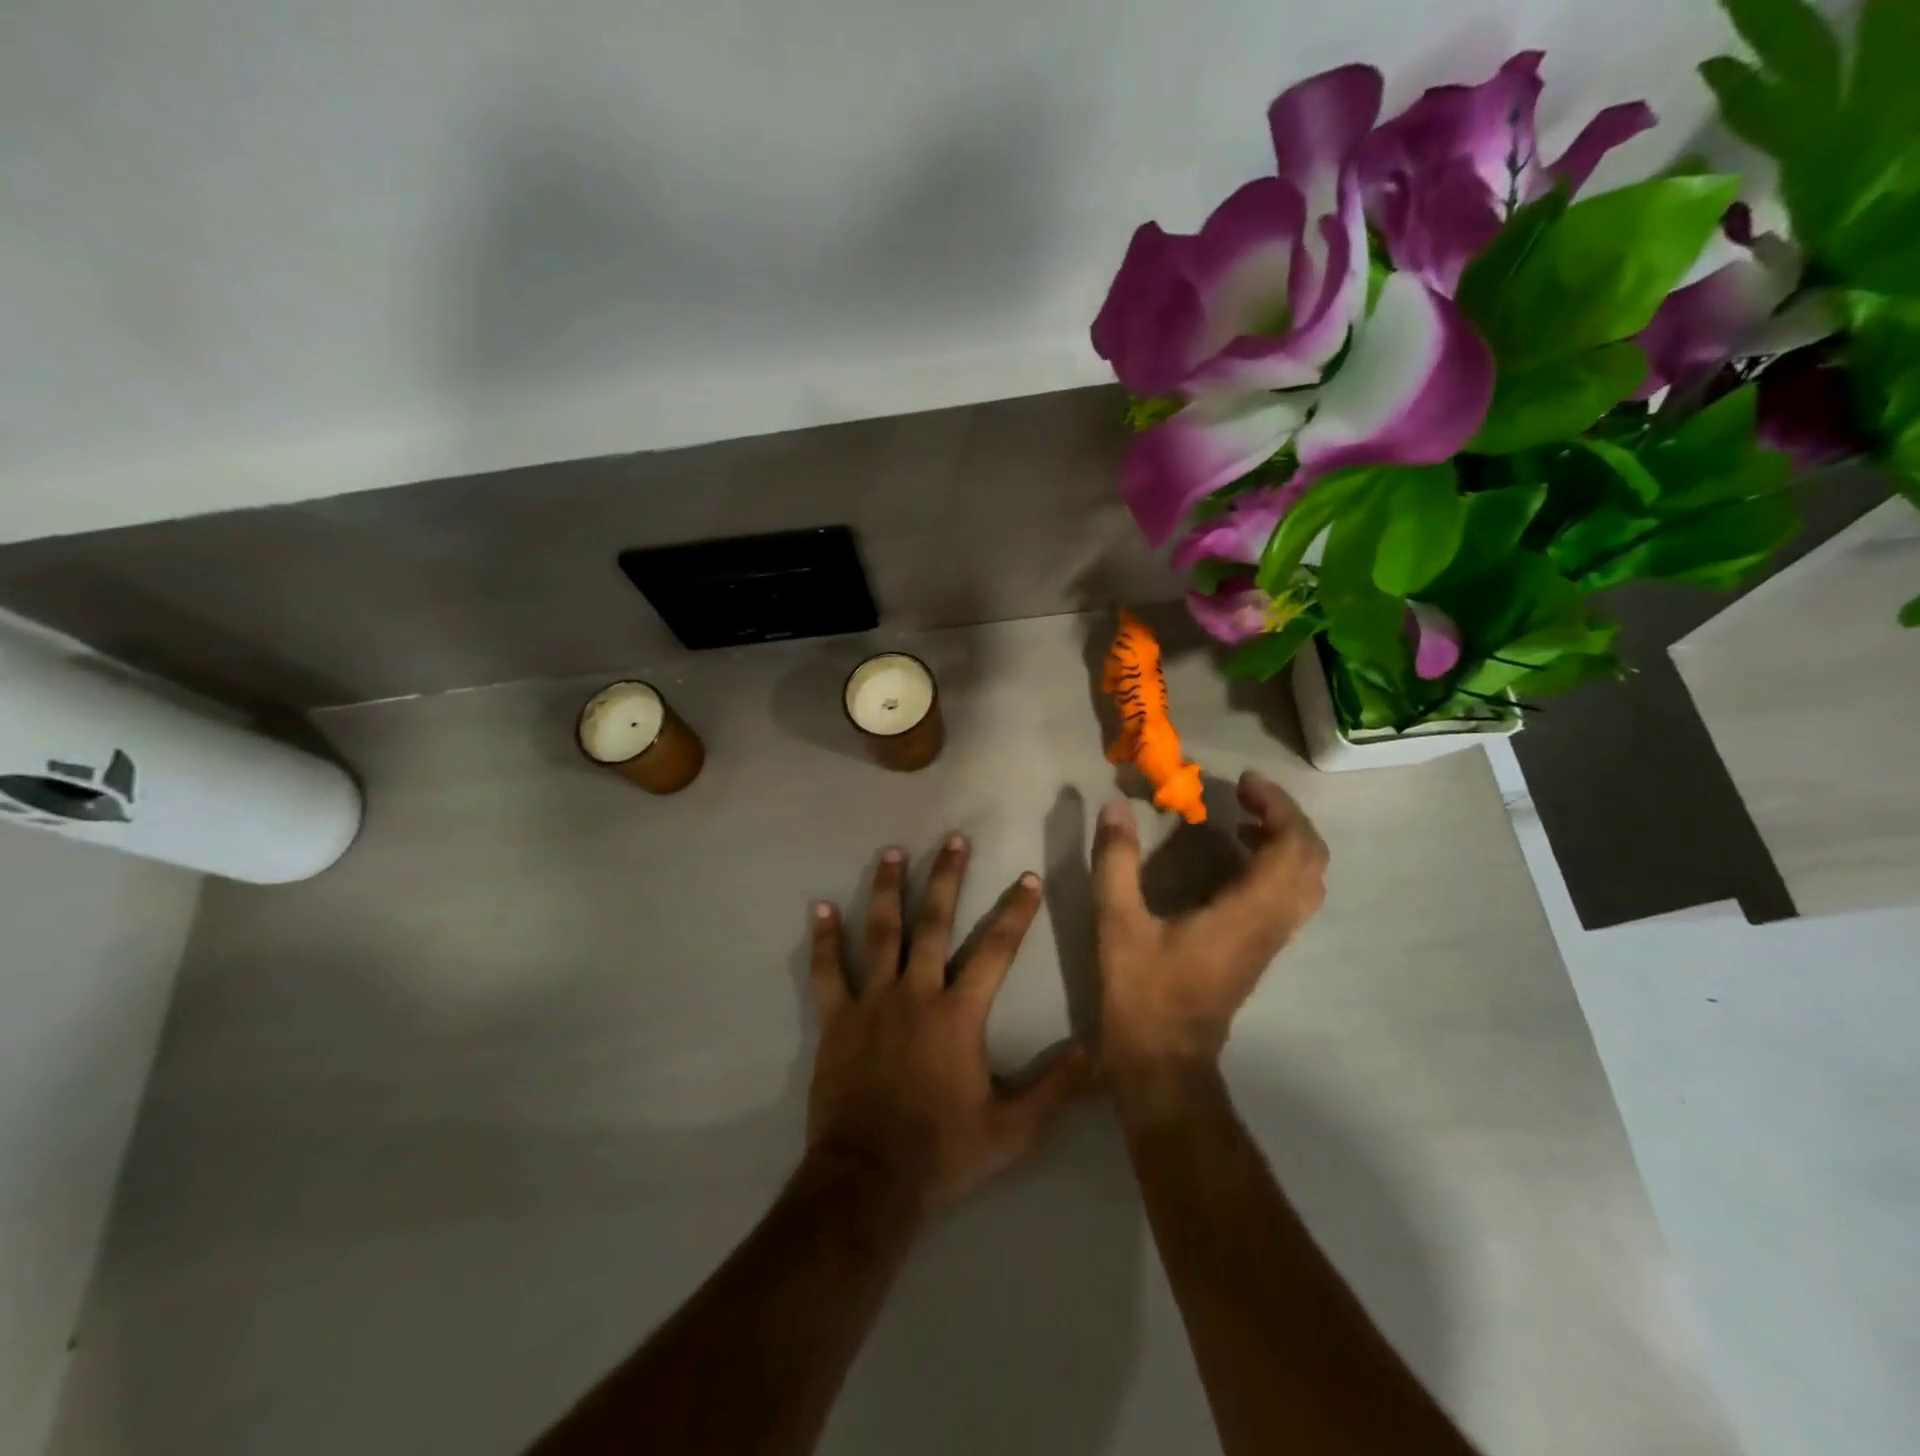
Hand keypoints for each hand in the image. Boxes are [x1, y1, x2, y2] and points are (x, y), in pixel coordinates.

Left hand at [806, 835, 1094, 1216]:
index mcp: (959, 1014)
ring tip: (892, 852)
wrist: (869, 1182)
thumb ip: (1056, 1089)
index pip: (996, 950)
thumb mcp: (1013, 1130)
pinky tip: (820, 908)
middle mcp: (916, 993)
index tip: (1028, 878)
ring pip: (881, 933)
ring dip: (887, 890)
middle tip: (954, 840)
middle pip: (934, 923)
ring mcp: (872, 1002)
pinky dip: (825, 940)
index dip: (1016, 912)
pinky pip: (827, 971)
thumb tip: (1099, 1052)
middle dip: (947, 878)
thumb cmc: (943, 1152)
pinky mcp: (836, 1019)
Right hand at [1091, 771, 1328, 1080]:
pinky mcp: (1261, 950)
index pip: (1293, 848)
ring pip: (1306, 880)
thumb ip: (1116, 862)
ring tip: (1242, 819)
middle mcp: (1272, 924)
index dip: (1278, 807)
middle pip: (1311, 860)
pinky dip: (1277, 864)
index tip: (1243, 782)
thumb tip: (1114, 807)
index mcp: (1247, 913)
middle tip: (1244, 794)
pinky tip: (1236, 858)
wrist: (1165, 1062)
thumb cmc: (1143, 993)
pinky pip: (1291, 896)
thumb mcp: (1118, 923)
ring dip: (1285, 840)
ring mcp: (1271, 940)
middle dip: (1286, 817)